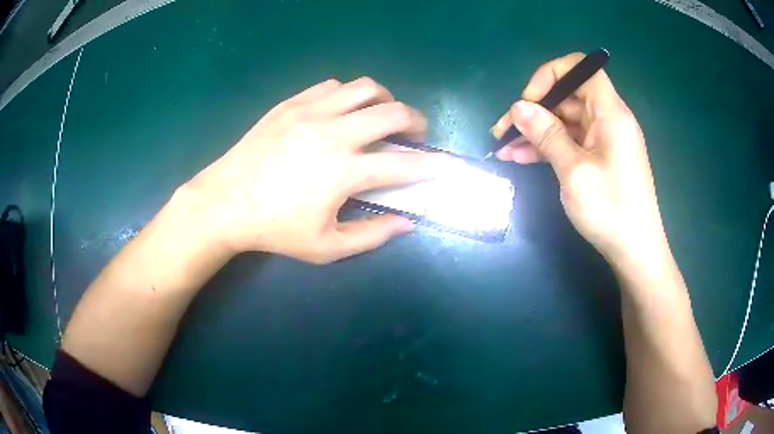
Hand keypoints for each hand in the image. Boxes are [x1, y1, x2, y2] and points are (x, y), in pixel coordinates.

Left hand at [181, 78, 456, 263]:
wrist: (224, 202)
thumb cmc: (274, 230)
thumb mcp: (326, 247)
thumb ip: (372, 235)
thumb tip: (408, 223)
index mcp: (345, 172)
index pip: (405, 165)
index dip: (435, 165)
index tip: (449, 165)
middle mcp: (334, 133)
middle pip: (393, 111)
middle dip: (416, 121)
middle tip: (415, 134)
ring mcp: (311, 112)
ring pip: (365, 88)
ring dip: (384, 100)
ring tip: (381, 115)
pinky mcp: (291, 103)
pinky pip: (332, 86)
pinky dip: (349, 95)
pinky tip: (342, 111)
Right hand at [492, 53, 668, 267]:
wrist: (635, 251)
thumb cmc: (611, 210)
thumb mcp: (574, 171)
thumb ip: (546, 135)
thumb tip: (518, 107)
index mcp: (611, 113)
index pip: (581, 69)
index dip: (552, 75)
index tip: (529, 101)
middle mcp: (608, 120)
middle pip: (568, 97)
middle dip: (534, 109)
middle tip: (503, 130)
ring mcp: (604, 141)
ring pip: (564, 121)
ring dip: (535, 131)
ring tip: (504, 147)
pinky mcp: (599, 158)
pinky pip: (570, 142)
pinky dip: (547, 147)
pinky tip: (520, 158)